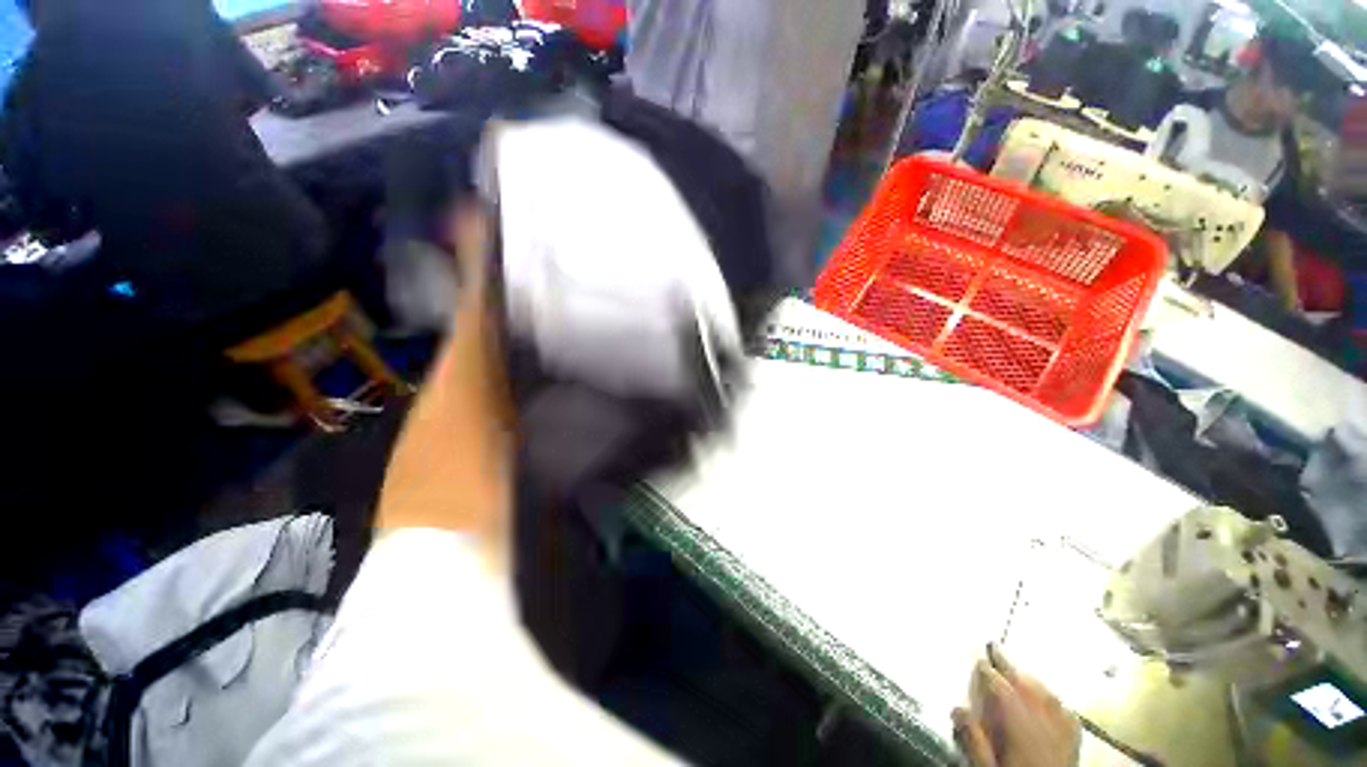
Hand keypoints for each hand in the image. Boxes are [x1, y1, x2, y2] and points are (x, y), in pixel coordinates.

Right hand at [952, 644, 1079, 766]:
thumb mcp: (985, 766)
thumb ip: (972, 738)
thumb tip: (957, 708)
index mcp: (1015, 720)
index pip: (998, 685)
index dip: (986, 668)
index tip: (978, 655)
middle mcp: (1040, 717)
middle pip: (1023, 683)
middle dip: (1007, 664)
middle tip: (994, 646)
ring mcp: (1061, 728)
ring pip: (1044, 692)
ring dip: (1028, 678)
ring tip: (1016, 670)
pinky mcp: (1074, 740)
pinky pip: (1064, 710)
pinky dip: (1052, 698)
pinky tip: (1048, 697)